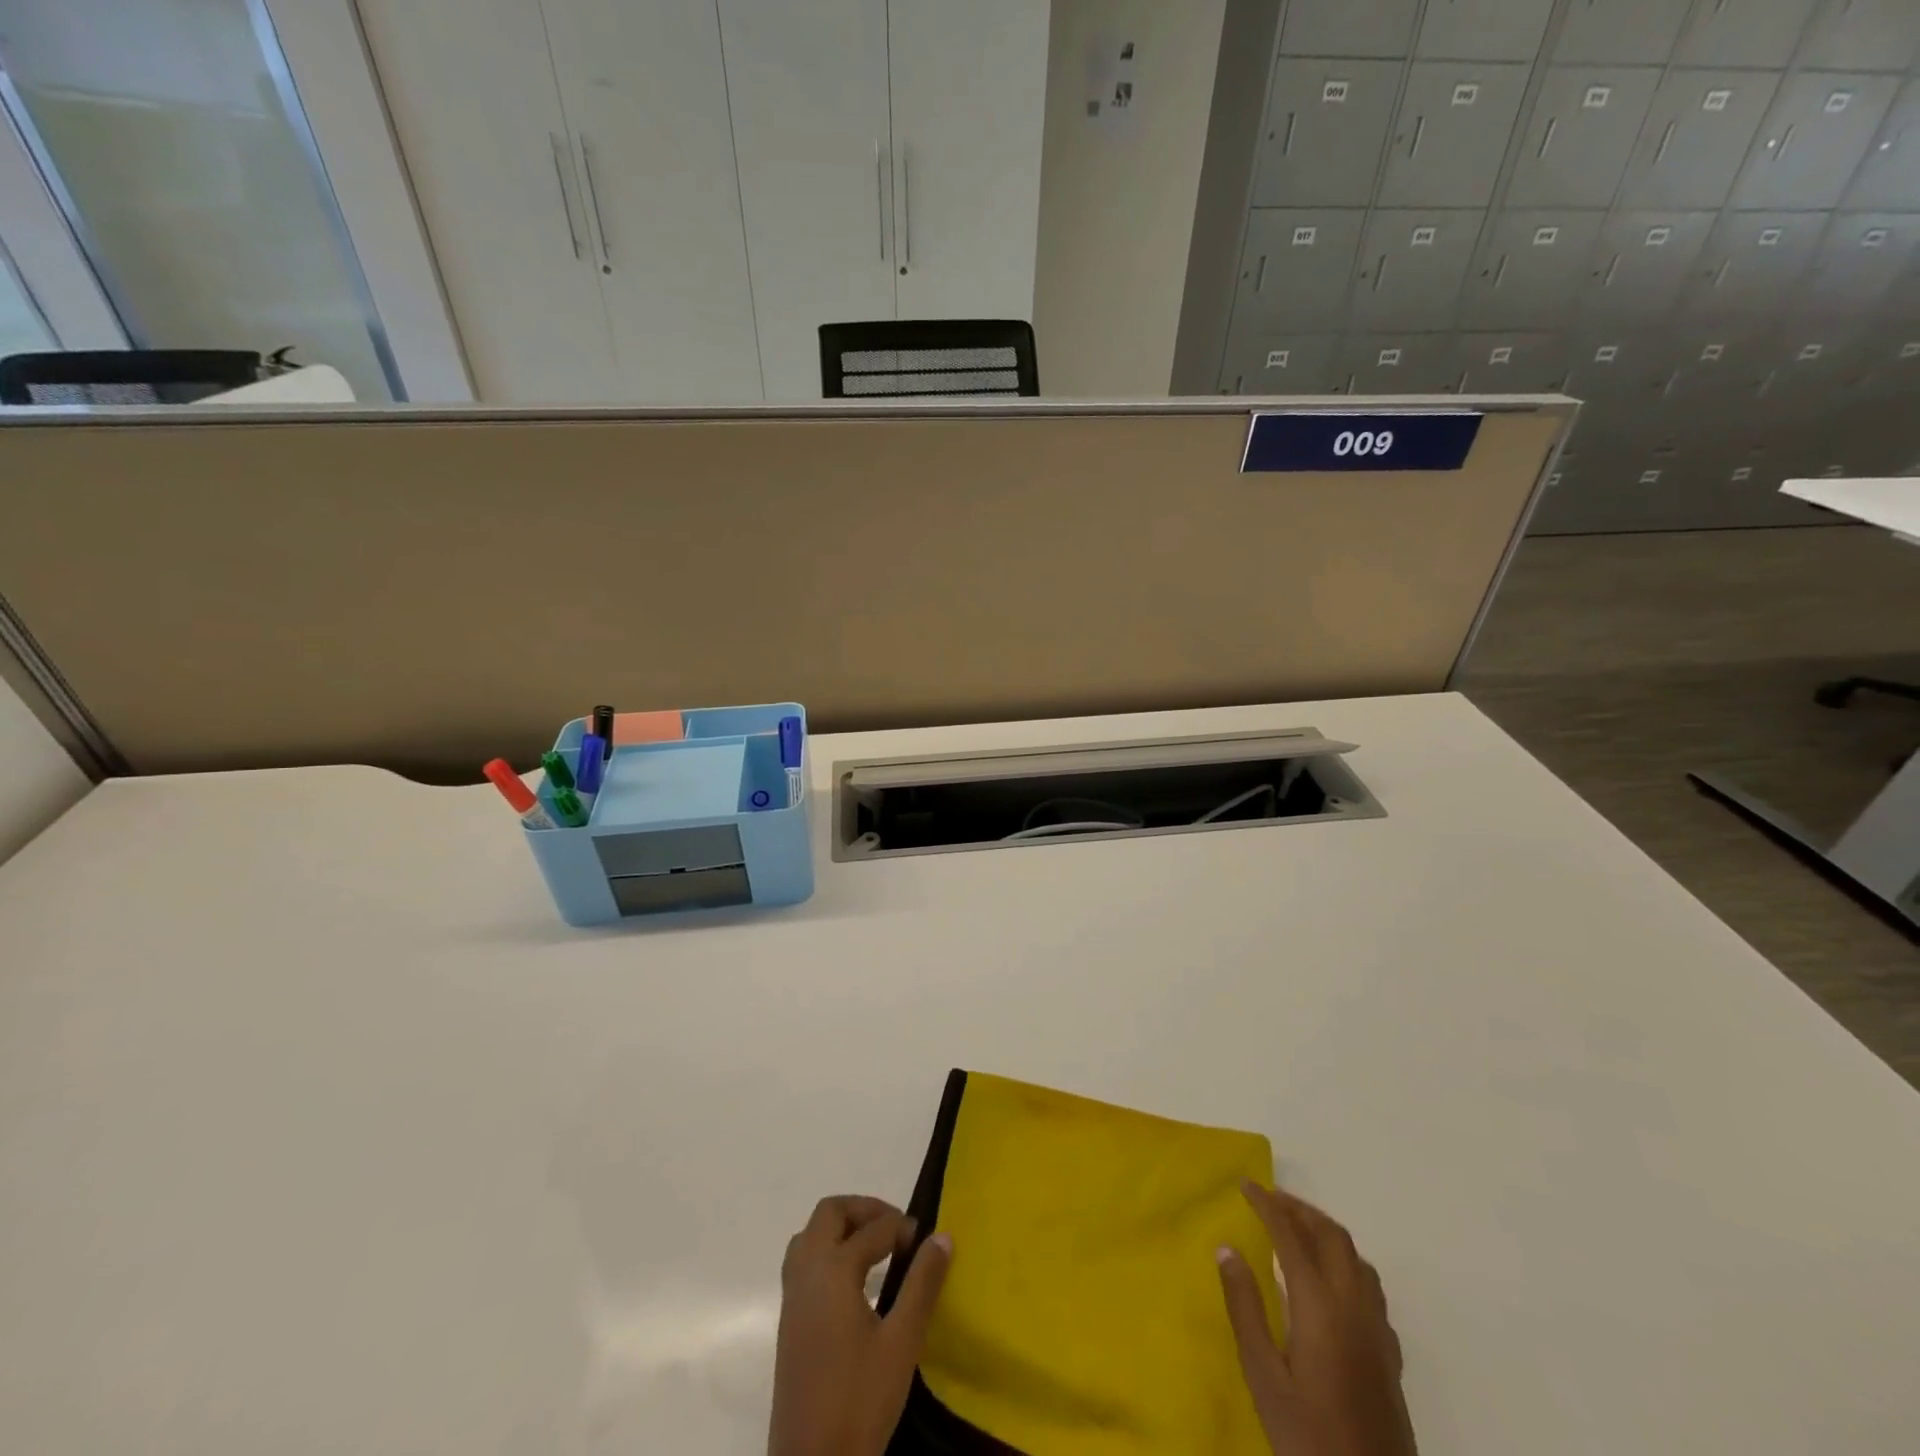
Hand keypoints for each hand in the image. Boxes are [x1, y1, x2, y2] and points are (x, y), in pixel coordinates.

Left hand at [767, 1195, 952, 1455]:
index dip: (902, 1228)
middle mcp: (807, 1272)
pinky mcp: (788, 1322)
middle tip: (895, 1228)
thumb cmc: (860, 1400)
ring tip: (874, 1247)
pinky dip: (827, 1251)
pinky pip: (803, 1262)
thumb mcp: (902, 1342)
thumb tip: (942, 1236)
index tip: (925, 1242)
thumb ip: (922, 1284)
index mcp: (833, 1270)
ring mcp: (792, 1297)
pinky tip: (853, 1281)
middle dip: (863, 1210)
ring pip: (810, 1236)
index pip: (873, 1229)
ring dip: (841, 1228)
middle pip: (829, 1214)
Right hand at [1217, 1180, 1415, 1455]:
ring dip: (1325, 1232)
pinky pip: (1370, 1287)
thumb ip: (1245, 1308)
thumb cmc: (1308, 1435)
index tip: (1245, 1184)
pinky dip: (1345, 1263)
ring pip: (1356, 1258)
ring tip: (1297, 1229)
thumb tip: (1226, 1249)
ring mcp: (1377, 1330)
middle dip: (1300, 1209)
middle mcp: (1354, 1306)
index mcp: (1320, 1306)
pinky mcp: (1389, 1354)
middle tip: (1269, 1199)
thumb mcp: (1263, 1376)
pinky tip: (1330, 1282)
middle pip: (1332, 1237)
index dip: (1267, 1205)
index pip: (1291, 1236)